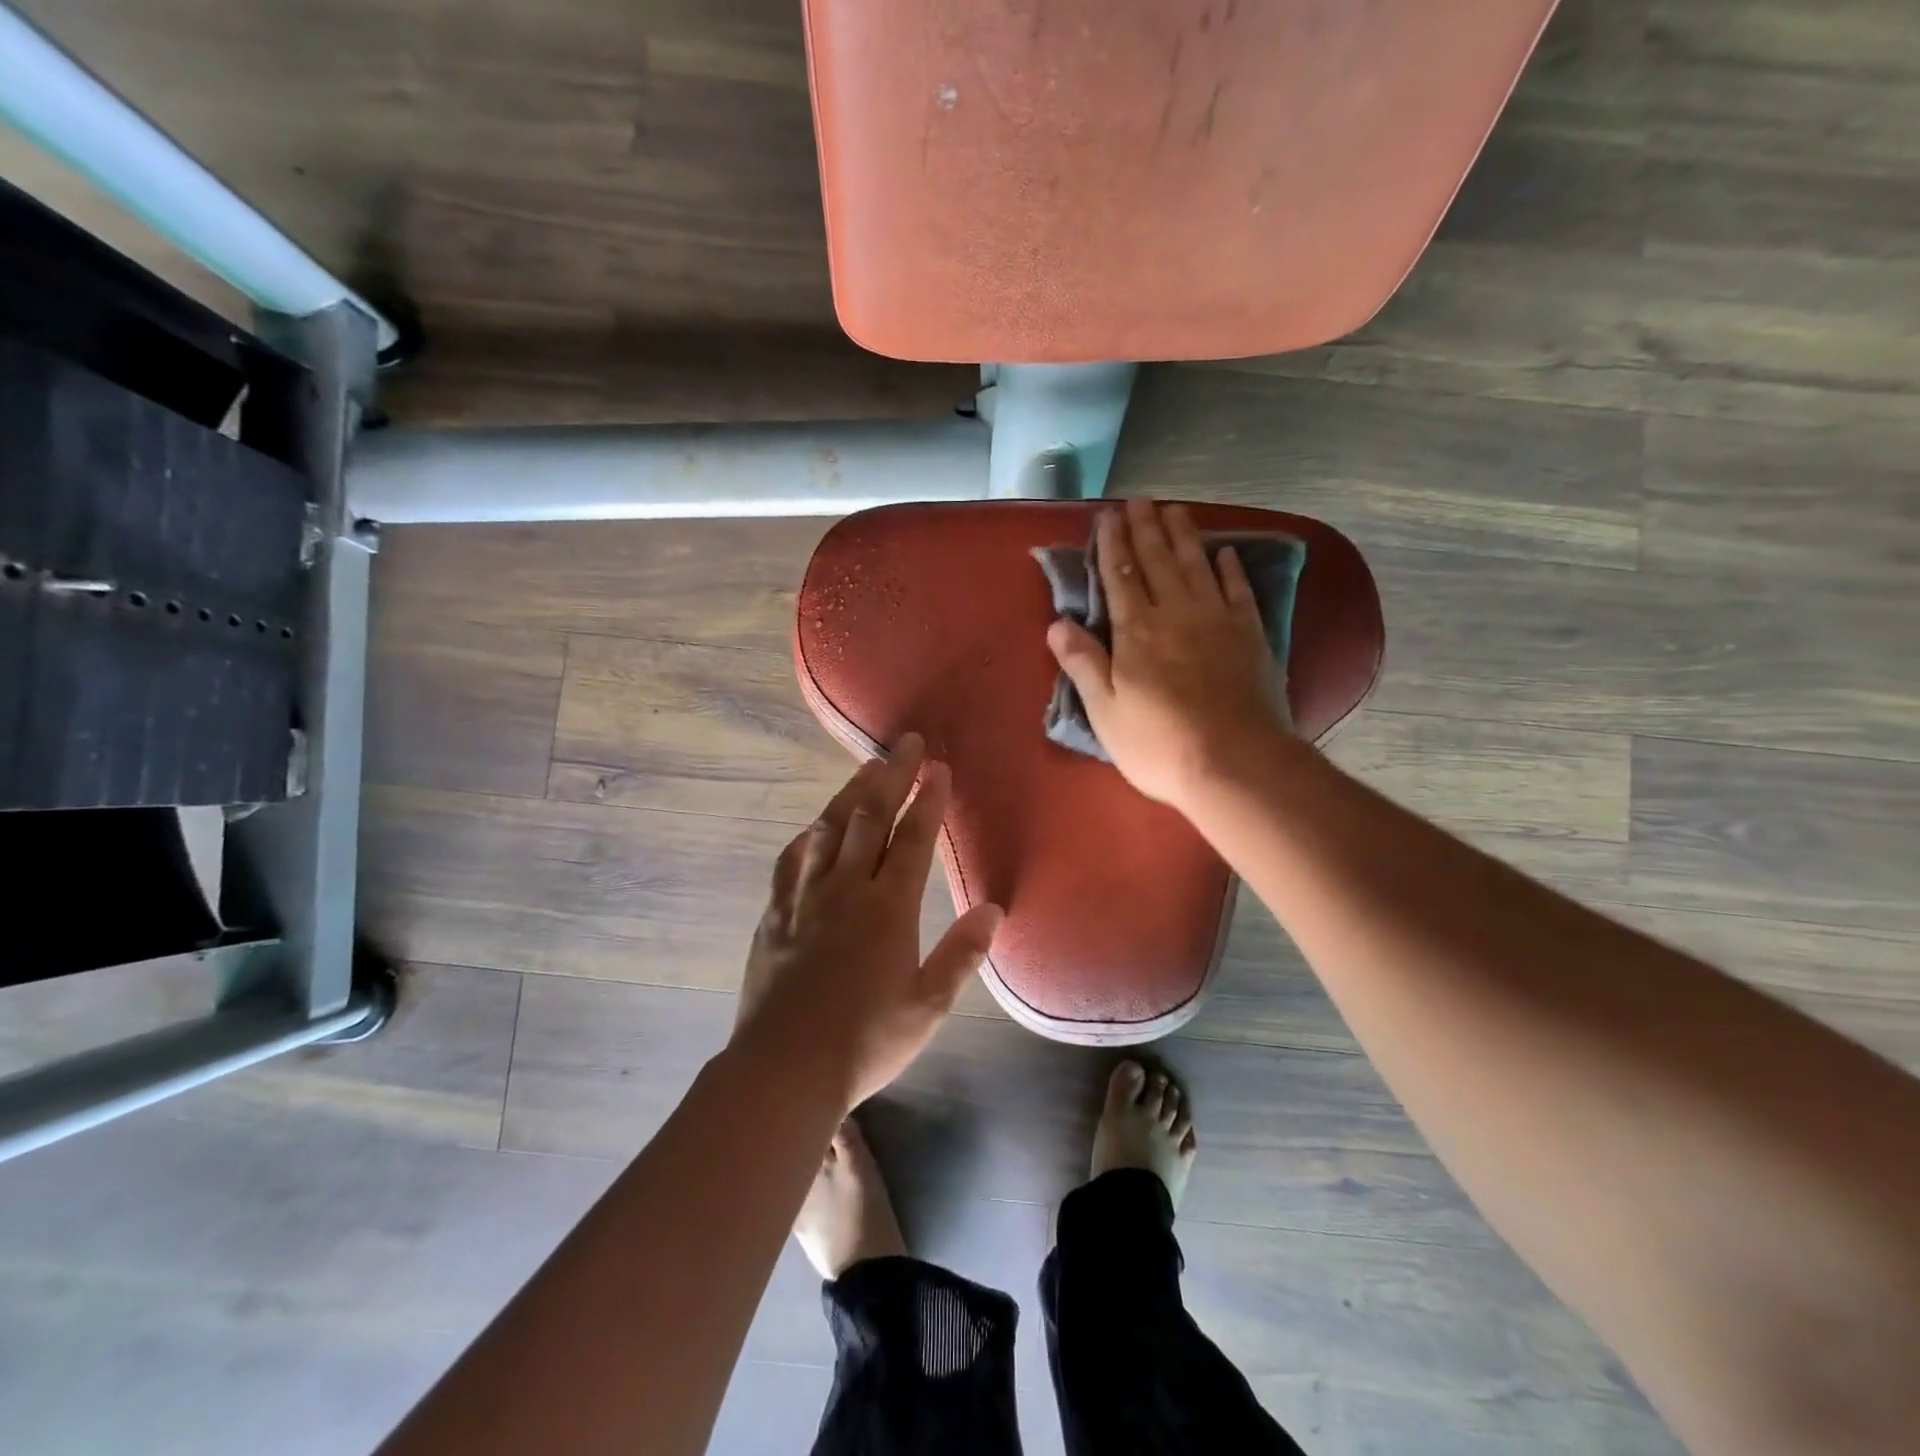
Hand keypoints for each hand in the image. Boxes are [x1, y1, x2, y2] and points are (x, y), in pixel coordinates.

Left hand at [733, 733, 1003, 1111]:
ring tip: (866, 767)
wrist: (785, 1069)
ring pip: (829, 830)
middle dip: (892, 777)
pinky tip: (814, 827)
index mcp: (888, 908)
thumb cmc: (866, 1040)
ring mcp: (805, 899)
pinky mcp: (774, 916)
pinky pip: (791, 862)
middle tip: (906, 744)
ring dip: (850, 795)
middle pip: (870, 819)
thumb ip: (962, 953)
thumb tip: (993, 909)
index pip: (913, 840)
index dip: (928, 801)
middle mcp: (846, 890)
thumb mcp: (928, 1005)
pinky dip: (808, 837)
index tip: (938, 768)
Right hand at [1047, 499, 1287, 809]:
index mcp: (1136, 632)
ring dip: (1184, 536)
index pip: (1120, 577)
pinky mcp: (1250, 636)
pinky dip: (1230, 568)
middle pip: (1158, 561)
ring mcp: (1218, 621)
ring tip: (1175, 510)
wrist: (1236, 764)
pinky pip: (1238, 590)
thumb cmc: (1159, 744)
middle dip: (1146, 529)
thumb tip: (1056, 624)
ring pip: (1197, 566)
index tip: (1107, 516)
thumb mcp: (1105, 711)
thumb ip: (1083, 663)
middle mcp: (1176, 613)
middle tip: (1140, 500)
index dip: (1112, 545)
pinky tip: (1225, 553)